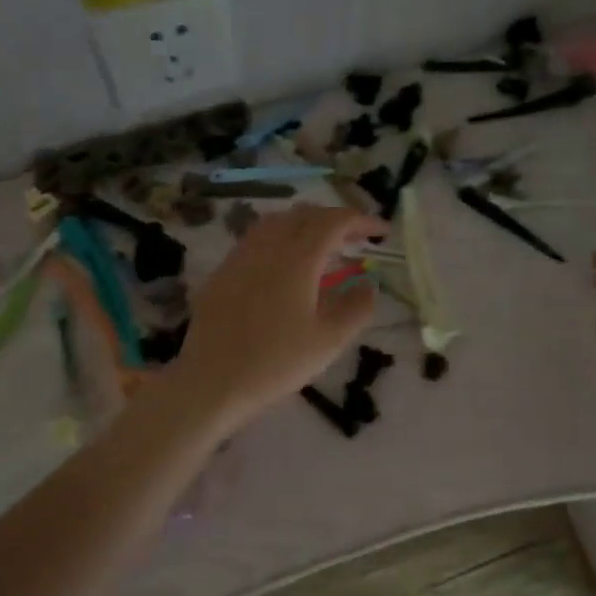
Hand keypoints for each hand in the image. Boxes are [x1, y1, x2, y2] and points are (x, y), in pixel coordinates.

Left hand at [169, 204, 389, 432]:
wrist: (212, 380)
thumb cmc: (276, 362)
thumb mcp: (329, 341)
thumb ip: (356, 308)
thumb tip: (369, 285)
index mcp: (298, 258)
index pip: (335, 222)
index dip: (363, 221)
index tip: (382, 233)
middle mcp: (268, 246)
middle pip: (306, 214)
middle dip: (335, 220)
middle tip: (356, 239)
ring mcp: (240, 256)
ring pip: (277, 222)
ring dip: (305, 225)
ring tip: (322, 246)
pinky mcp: (223, 272)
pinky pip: (256, 239)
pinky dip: (280, 238)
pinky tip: (284, 265)